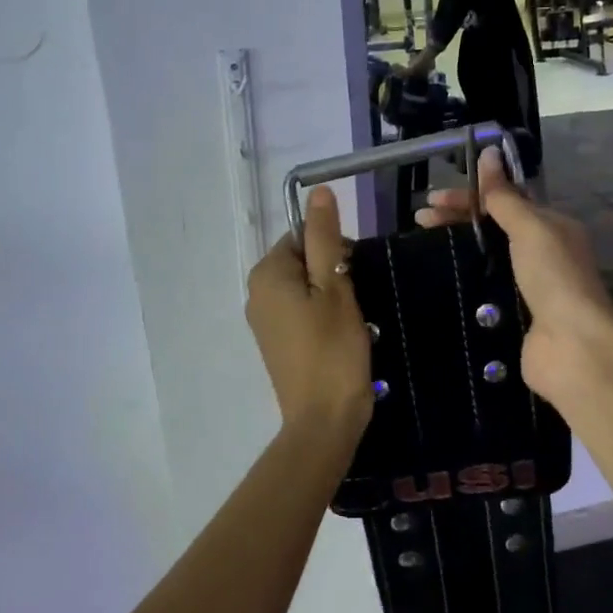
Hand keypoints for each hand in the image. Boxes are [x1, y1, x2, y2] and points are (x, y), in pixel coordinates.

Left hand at [245, 186, 372, 438]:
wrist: (323, 420)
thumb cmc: (333, 349)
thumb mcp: (335, 286)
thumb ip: (325, 238)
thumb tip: (318, 193)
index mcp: (267, 273)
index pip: (303, 236)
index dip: (335, 249)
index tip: (355, 275)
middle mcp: (256, 292)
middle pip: (303, 260)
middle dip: (333, 272)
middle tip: (356, 301)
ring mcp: (263, 320)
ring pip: (305, 287)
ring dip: (332, 296)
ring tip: (352, 322)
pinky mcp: (275, 343)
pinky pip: (300, 312)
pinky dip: (322, 316)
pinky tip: (340, 337)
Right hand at [417, 148, 612, 401]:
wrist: (571, 345)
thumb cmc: (553, 276)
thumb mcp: (529, 227)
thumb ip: (504, 195)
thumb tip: (487, 152)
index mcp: (552, 227)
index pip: (505, 202)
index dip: (469, 197)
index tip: (431, 201)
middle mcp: (543, 254)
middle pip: (493, 229)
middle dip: (458, 221)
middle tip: (420, 222)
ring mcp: (529, 287)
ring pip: (487, 260)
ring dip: (458, 251)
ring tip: (422, 250)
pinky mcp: (515, 317)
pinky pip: (485, 291)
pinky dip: (465, 283)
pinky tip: (439, 282)